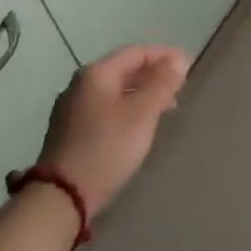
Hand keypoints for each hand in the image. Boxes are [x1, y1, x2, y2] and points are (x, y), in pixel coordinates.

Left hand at [32, 45, 187, 217]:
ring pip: (115, 90)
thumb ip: (162, 84)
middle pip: (124, 69)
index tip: (189, 64)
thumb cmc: (106, 148)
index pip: (136, 52)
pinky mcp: (70, 130)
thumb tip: (179, 59)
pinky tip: (140, 123)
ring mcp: (71, 108)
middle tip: (181, 85)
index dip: (165, 55)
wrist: (61, 197)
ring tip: (167, 105)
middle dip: (154, 74)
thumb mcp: (141, 114)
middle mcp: (79, 84)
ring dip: (142, 93)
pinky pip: (105, 108)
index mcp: (96, 74)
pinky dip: (127, 108)